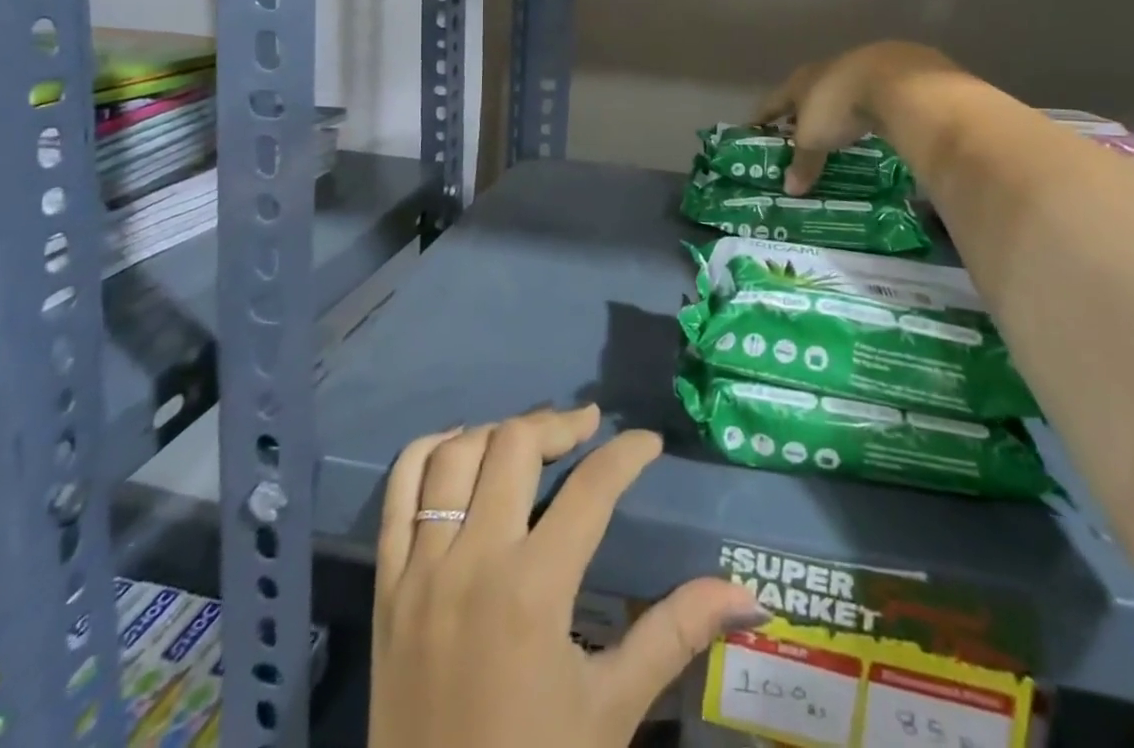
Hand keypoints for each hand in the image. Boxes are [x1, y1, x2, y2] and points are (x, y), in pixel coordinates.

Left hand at [370, 405, 767, 747]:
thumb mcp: (612, 711)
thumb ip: (675, 634)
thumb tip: (747, 594)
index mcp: (534, 590)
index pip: (591, 488)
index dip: (628, 454)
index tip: (648, 443)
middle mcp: (473, 559)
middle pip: (516, 445)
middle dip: (560, 423)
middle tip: (589, 428)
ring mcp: (421, 568)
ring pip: (457, 455)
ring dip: (498, 431)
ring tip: (530, 438)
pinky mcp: (386, 584)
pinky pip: (399, 491)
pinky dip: (429, 452)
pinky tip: (460, 448)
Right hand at [755, 41, 958, 193]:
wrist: (896, 81)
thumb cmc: (839, 107)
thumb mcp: (815, 140)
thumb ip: (803, 163)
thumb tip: (790, 190)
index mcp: (799, 83)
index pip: (772, 102)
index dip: (760, 118)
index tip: (750, 131)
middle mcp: (824, 72)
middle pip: (804, 95)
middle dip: (798, 115)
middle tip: (793, 136)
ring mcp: (858, 69)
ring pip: (838, 94)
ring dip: (832, 113)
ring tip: (832, 134)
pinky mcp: (889, 75)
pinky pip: (868, 97)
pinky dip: (863, 112)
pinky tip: (868, 124)